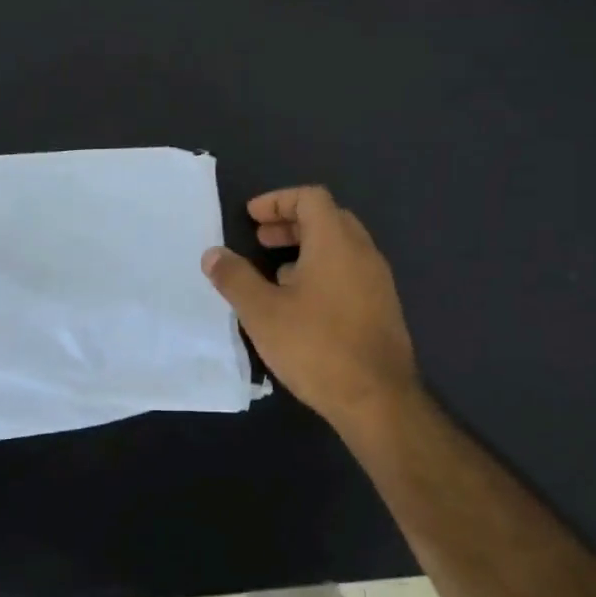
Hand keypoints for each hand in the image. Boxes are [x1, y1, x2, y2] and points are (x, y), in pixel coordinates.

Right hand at [201, 186, 420, 438]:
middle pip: (328, 218)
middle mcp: (363, 252)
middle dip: (291, 223)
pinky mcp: (383, 307)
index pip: (311, 197)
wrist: (377, 399)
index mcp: (336, 242)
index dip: (278, 200)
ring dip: (307, 248)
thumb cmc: (316, 346)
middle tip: (260, 239)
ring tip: (276, 273)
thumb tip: (212, 254)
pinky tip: (303, 304)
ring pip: (341, 247)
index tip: (252, 217)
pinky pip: (351, 271)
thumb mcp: (262, 312)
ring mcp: (378, 281)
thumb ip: (235, 278)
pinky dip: (324, 270)